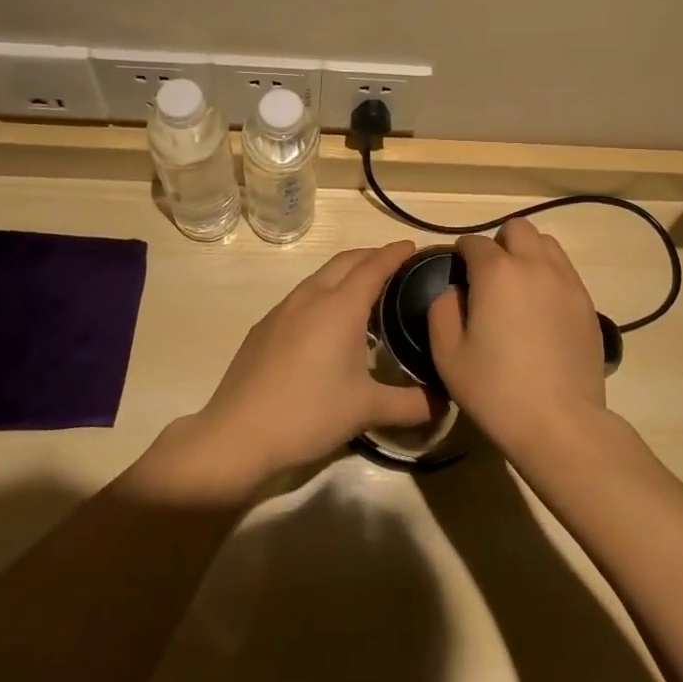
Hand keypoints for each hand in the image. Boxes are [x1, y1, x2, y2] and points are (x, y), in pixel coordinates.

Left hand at [185, 240, 439, 486]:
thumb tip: (445, 402)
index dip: (394, 253)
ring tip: (364, 292)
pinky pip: (302, 297)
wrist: (237, 435)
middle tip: (394, 264)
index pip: (374, 266)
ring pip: (320, 277)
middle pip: (345, 261)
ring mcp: (283, 310)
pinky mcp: (264, 327)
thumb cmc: (309, 414)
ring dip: (345, 273)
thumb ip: (411, 404)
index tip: (412, 246)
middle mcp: (311, 297)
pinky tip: (326, 323)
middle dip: (371, 256)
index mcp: (340, 307)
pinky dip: (323, 293)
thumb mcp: (367, 410)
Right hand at [427, 219, 607, 455]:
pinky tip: (541, 309)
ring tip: (518, 287)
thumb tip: (456, 291)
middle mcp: (535, 265)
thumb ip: (442, 310)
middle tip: (489, 277)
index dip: (461, 254)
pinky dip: (550, 275)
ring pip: (547, 244)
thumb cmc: (495, 390)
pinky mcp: (587, 304)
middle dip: (499, 243)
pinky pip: (566, 271)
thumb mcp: (448, 354)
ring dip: (528, 254)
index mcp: (497, 272)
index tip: (457, 274)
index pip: (474, 243)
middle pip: (517, 229)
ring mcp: (567, 282)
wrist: (560, 423)